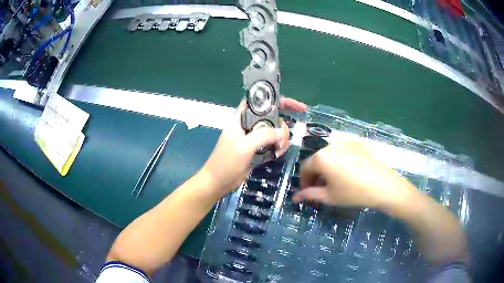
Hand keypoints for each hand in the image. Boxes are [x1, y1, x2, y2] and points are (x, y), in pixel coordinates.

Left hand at [201, 98, 306, 195]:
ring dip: (282, 139)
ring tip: (278, 151)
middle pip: (273, 117)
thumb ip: (263, 135)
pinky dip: (279, 147)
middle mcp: (249, 125)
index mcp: (242, 118)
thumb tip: (281, 132)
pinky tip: (277, 155)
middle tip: (281, 142)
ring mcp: (254, 137)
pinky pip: (274, 143)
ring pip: (275, 131)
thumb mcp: (244, 146)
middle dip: (282, 127)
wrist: (218, 182)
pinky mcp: (258, 149)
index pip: (261, 101)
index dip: (279, 100)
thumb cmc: (226, 162)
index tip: (298, 107)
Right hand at [293, 142, 416, 210]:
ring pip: (329, 155)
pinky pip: (342, 152)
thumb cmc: (352, 193)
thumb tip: (295, 197)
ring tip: (334, 181)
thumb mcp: (329, 197)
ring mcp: (345, 143)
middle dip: (315, 174)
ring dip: (326, 167)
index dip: (303, 182)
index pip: (304, 168)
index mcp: (321, 158)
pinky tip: (347, 172)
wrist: (382, 185)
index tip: (307, 193)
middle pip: (316, 160)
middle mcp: (330, 146)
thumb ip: (309, 195)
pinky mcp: (357, 144)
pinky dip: (339, 161)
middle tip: (320, 189)